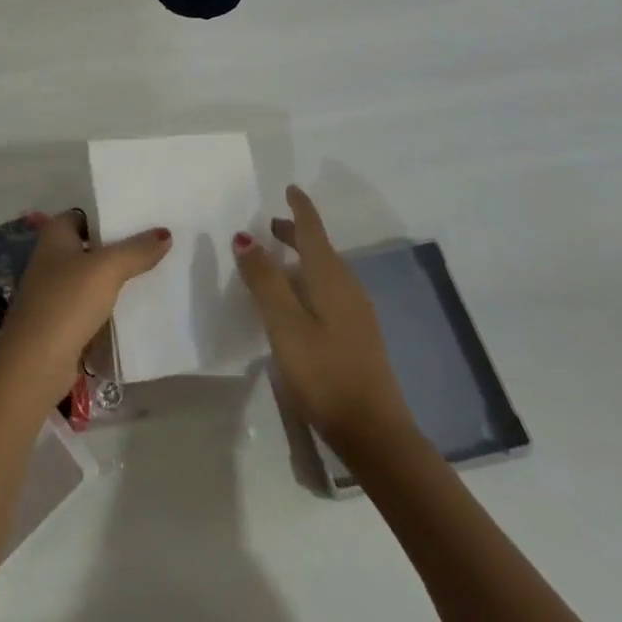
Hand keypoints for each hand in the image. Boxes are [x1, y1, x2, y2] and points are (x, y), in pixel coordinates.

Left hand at [0, 211, 171, 401]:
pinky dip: (111, 303)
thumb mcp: (107, 269)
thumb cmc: (67, 302)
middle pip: (92, 245)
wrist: (36, 363)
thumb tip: (165, 233)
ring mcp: (56, 290)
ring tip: (156, 271)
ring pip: (94, 276)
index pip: (87, 214)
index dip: (112, 215)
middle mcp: (52, 257)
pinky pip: (93, 303)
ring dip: (118, 277)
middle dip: (121, 246)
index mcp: (55, 234)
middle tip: (158, 243)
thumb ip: (137, 250)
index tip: (144, 217)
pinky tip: (138, 305)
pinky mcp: (63, 319)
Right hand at [234, 185, 415, 452]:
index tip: (290, 188)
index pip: (312, 229)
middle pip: (320, 248)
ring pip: (325, 270)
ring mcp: (356, 312)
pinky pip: (330, 290)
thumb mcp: (284, 323)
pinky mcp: (357, 336)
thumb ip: (264, 278)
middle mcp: (347, 286)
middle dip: (296, 232)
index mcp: (329, 276)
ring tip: (277, 260)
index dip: (300, 207)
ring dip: (301, 257)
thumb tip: (246, 235)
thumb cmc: (324, 371)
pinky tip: (297, 301)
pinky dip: (309, 280)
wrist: (375, 432)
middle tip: (270, 225)